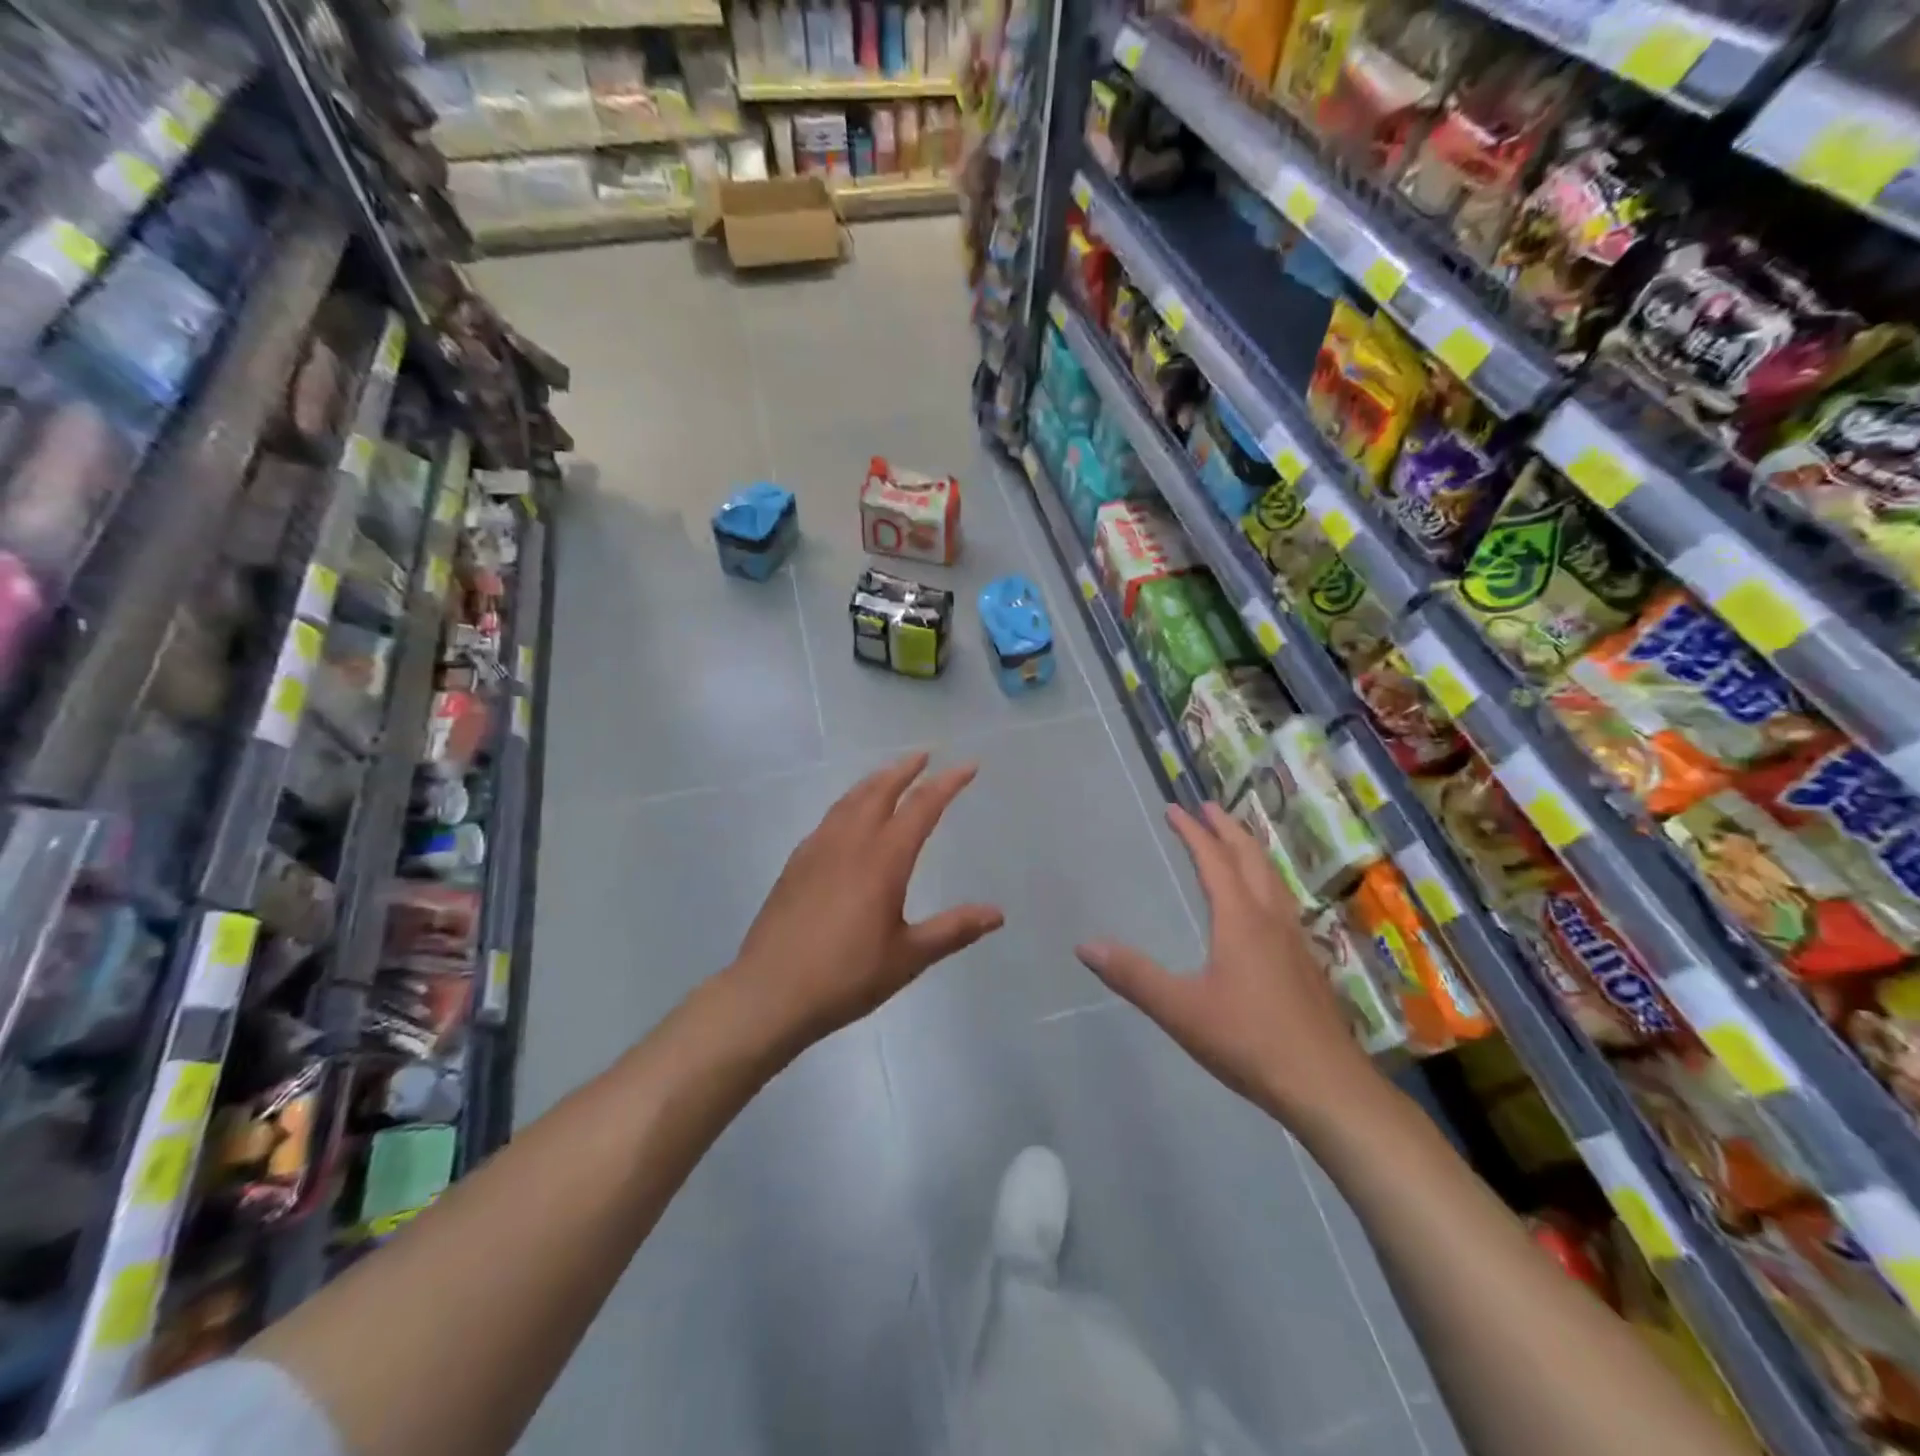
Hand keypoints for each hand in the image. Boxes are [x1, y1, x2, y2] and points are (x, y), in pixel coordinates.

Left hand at [727, 752, 1004, 1051]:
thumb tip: (997, 913)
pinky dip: (850, 803)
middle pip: (880, 790)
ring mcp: (817, 849)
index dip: (947, 783)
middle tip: (925, 755)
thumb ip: (953, 930)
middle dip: (905, 769)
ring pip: (850, 799)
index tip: (968, 765)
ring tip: (890, 775)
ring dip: (875, 781)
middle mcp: (850, 842)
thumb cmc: (846, 976)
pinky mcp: (796, 863)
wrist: (770, 992)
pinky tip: (849, 818)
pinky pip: (830, 818)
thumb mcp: (908, 957)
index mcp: (883, 860)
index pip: (922, 807)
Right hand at [1076, 802, 1377, 1123]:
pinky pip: (1282, 899)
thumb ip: (1133, 976)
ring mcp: (1295, 939)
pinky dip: (1265, 878)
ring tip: (1236, 839)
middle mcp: (1270, 918)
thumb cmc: (1250, 1041)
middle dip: (1227, 828)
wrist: (1327, 1086)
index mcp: (1241, 920)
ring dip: (1250, 850)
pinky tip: (1264, 902)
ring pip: (1273, 877)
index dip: (1193, 832)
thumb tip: (1085, 945)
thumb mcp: (1180, 1010)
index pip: (1214, 860)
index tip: (1175, 808)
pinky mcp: (1307, 962)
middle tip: (1207, 807)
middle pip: (1250, 858)